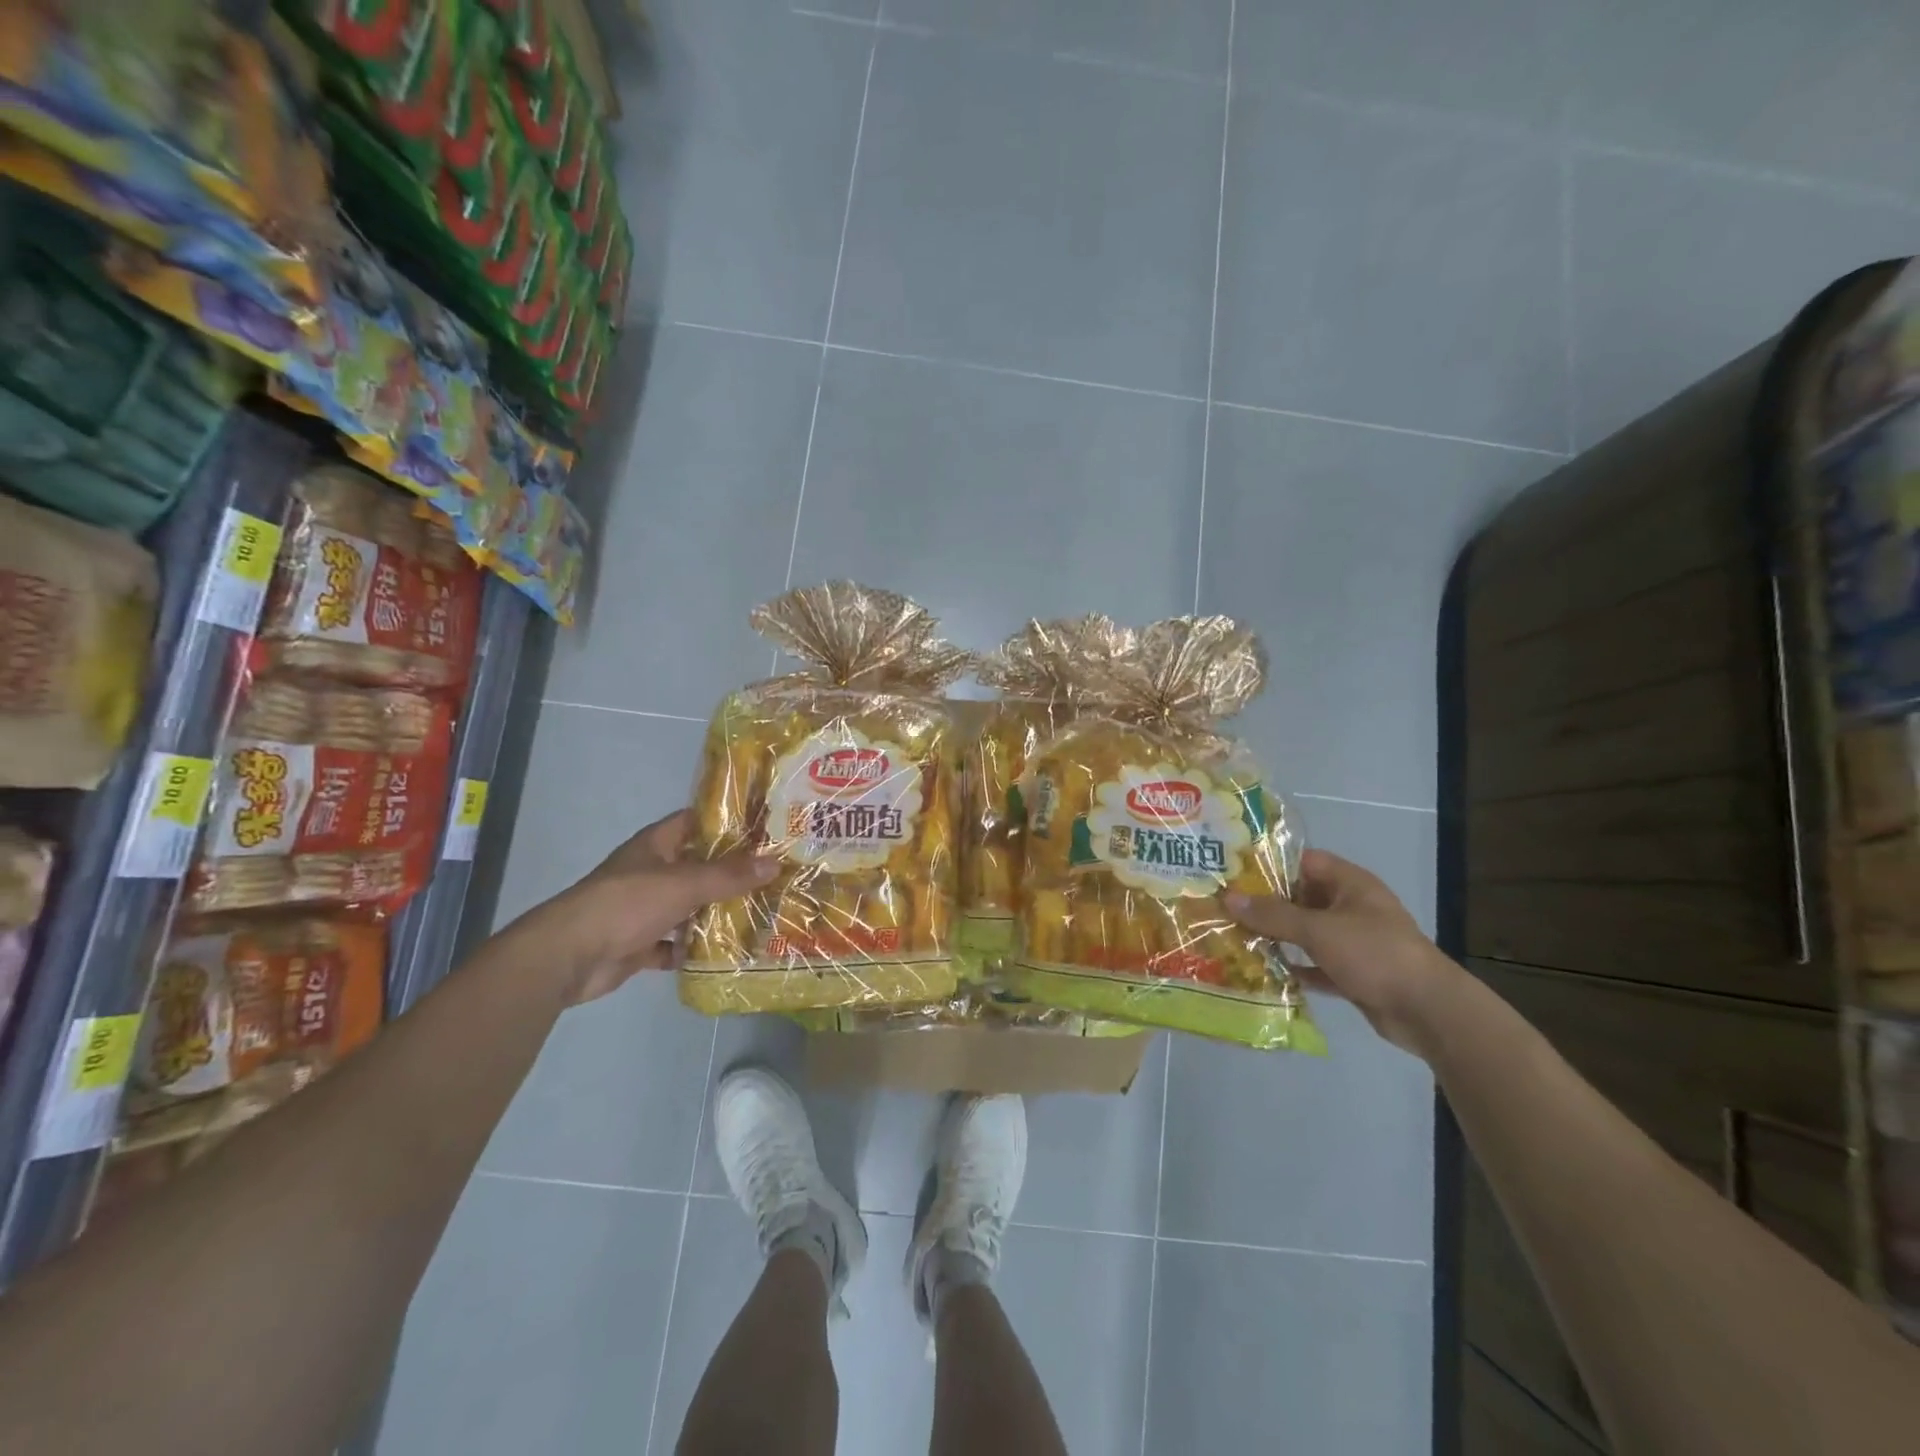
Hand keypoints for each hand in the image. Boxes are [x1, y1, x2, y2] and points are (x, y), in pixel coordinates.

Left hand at [522, 809, 778, 1003]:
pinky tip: (724, 953)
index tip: (764, 827)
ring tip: (759, 913)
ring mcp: (643, 908)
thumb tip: (774, 863)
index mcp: (655, 845)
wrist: (568, 957)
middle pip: (697, 866)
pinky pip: (674, 943)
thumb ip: (729, 875)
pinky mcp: (638, 943)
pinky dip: (693, 949)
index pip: (695, 821)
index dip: (727, 822)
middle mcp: (650, 872)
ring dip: (715, 912)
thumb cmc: (626, 904)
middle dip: (731, 872)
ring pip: (688, 905)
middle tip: (773, 875)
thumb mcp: (684, 883)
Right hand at [1224, 849, 1464, 1055]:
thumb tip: (1228, 898)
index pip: (1304, 862)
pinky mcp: (1354, 973)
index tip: (1234, 873)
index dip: (1271, 864)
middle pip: (1302, 898)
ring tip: (1235, 937)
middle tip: (1225, 907)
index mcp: (1351, 884)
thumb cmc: (1374, 954)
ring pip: (1307, 933)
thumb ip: (1273, 915)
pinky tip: (1264, 972)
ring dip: (1277, 937)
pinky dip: (1294, 967)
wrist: (1428, 1011)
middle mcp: (1352, 907)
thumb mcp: (1318, 929)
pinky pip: (1315, 964)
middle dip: (1266, 904)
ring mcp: (1354, 941)